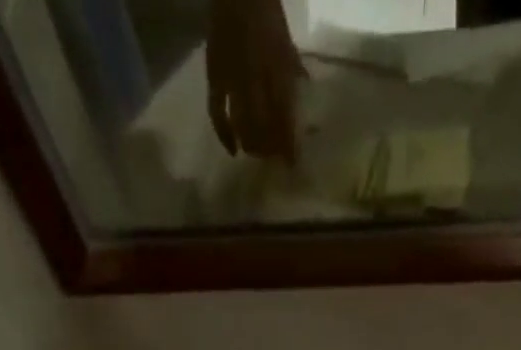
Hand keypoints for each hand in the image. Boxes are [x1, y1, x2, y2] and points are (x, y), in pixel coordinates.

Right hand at [206, 0, 305, 161]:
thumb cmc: (265, 11)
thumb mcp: (286, 40)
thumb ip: (294, 69)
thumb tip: (305, 91)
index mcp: (277, 70)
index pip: (284, 118)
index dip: (288, 145)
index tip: (292, 163)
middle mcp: (255, 79)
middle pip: (263, 130)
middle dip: (269, 150)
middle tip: (273, 159)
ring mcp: (233, 80)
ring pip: (243, 127)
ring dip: (251, 146)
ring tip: (257, 153)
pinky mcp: (215, 77)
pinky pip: (217, 114)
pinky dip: (224, 135)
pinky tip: (233, 150)